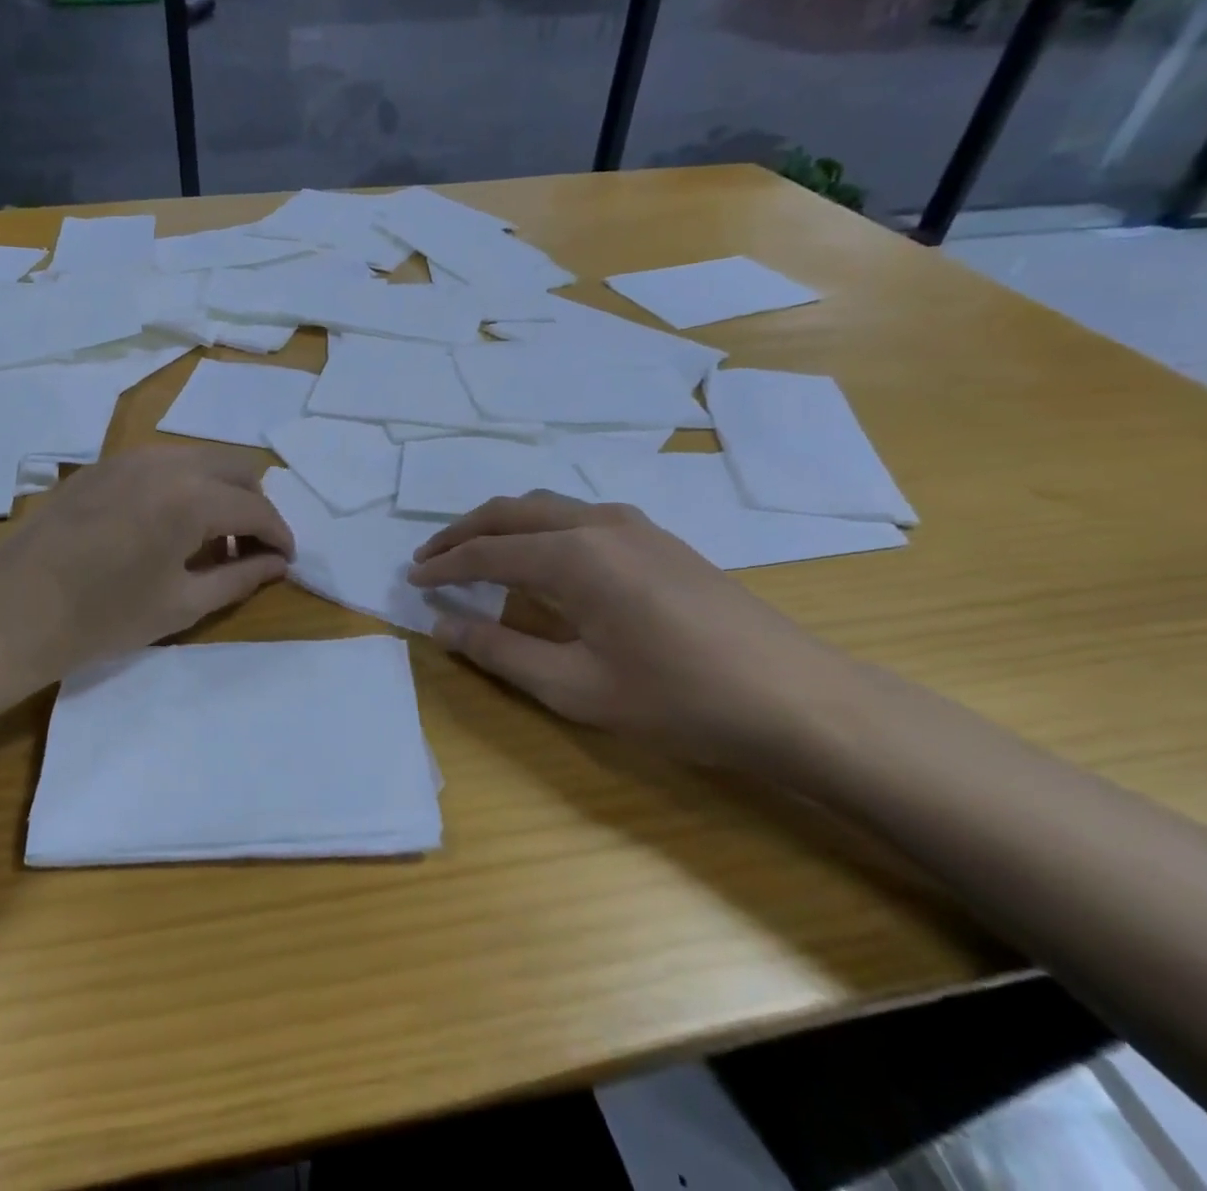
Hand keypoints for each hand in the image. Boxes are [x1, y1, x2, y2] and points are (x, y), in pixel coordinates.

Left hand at [0, 447, 293, 693]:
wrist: (9, 614)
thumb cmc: (101, 619)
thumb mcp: (181, 604)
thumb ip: (240, 577)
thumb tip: (278, 564)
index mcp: (191, 497)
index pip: (256, 507)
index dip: (279, 535)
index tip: (285, 562)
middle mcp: (165, 462)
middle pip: (235, 468)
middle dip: (254, 506)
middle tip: (249, 551)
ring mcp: (129, 457)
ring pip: (199, 460)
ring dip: (220, 493)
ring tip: (209, 541)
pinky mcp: (102, 464)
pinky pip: (163, 463)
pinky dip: (184, 486)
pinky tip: (168, 526)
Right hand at [408, 492, 873, 772]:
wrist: (796, 698)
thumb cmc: (678, 699)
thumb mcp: (575, 688)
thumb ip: (500, 651)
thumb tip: (441, 626)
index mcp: (573, 556)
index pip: (487, 552)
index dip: (443, 565)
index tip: (410, 579)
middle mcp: (597, 523)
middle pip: (511, 511)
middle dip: (463, 531)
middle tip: (429, 556)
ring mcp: (634, 524)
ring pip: (547, 506)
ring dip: (502, 525)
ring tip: (475, 553)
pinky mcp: (658, 538)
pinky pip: (578, 516)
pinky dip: (540, 528)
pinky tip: (541, 558)